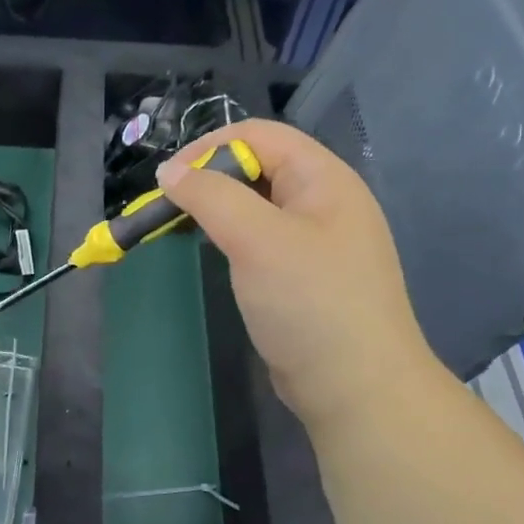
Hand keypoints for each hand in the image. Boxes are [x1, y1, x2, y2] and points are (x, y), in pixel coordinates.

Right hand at [156, 119, 437, 435]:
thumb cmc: (310, 304)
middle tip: (169, 209)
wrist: (356, 388)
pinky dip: (229, 237)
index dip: (209, 148)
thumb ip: (211, 197)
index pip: (259, 135)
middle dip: (208, 179)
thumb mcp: (257, 240)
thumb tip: (169, 171)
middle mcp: (323, 201)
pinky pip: (259, 238)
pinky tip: (213, 254)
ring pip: (255, 204)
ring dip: (215, 209)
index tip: (167, 181)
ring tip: (181, 229)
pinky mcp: (302, 274)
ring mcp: (315, 240)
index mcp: (324, 179)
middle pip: (256, 166)